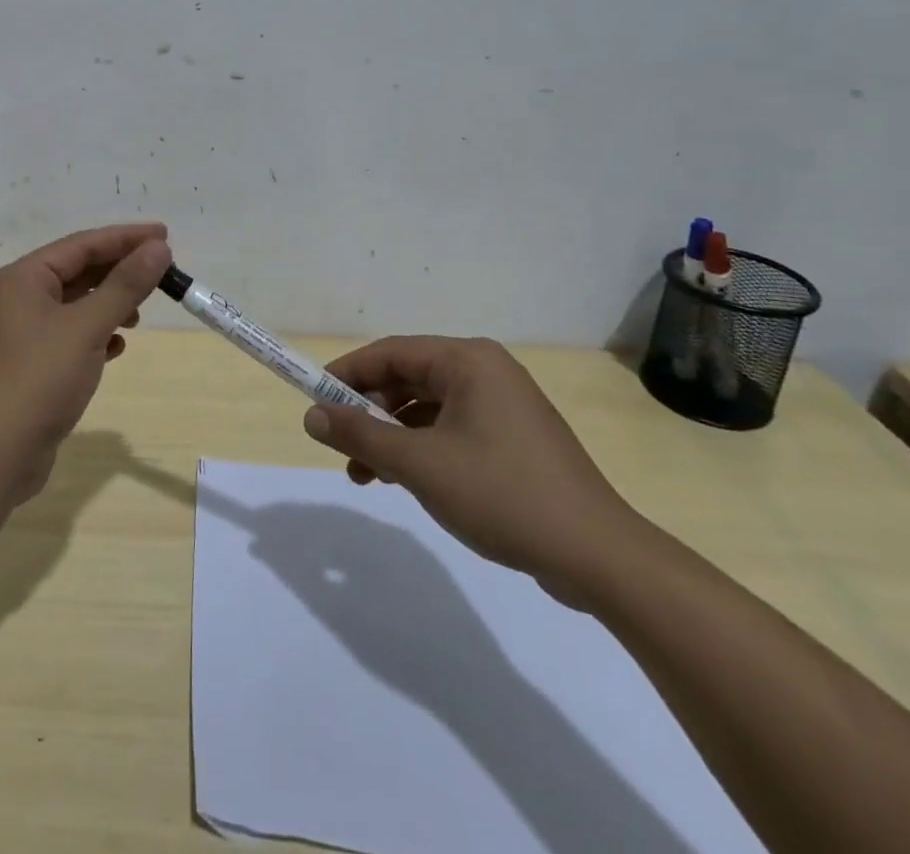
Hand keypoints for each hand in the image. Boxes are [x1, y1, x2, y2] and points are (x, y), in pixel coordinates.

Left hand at [0, 223, 172, 504]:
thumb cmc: (39, 379)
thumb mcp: (87, 327)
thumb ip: (124, 285)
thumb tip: (158, 248)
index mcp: (25, 277)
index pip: (83, 244)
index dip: (125, 238)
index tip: (166, 235)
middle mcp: (22, 297)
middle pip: (79, 271)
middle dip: (120, 271)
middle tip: (163, 273)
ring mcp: (26, 332)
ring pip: (77, 303)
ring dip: (110, 303)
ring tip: (140, 313)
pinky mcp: (34, 363)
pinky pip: (73, 334)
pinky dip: (98, 334)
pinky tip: (118, 347)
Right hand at [301, 336, 644, 606]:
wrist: (598, 557)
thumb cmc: (502, 494)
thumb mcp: (419, 464)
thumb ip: (360, 435)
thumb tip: (311, 417)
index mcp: (468, 360)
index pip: (390, 352)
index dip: (346, 374)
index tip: (313, 400)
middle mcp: (486, 372)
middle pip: (407, 379)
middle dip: (368, 413)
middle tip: (338, 445)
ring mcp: (503, 407)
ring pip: (427, 409)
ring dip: (391, 437)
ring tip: (363, 475)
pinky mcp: (513, 441)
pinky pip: (450, 431)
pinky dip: (420, 450)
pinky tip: (402, 481)